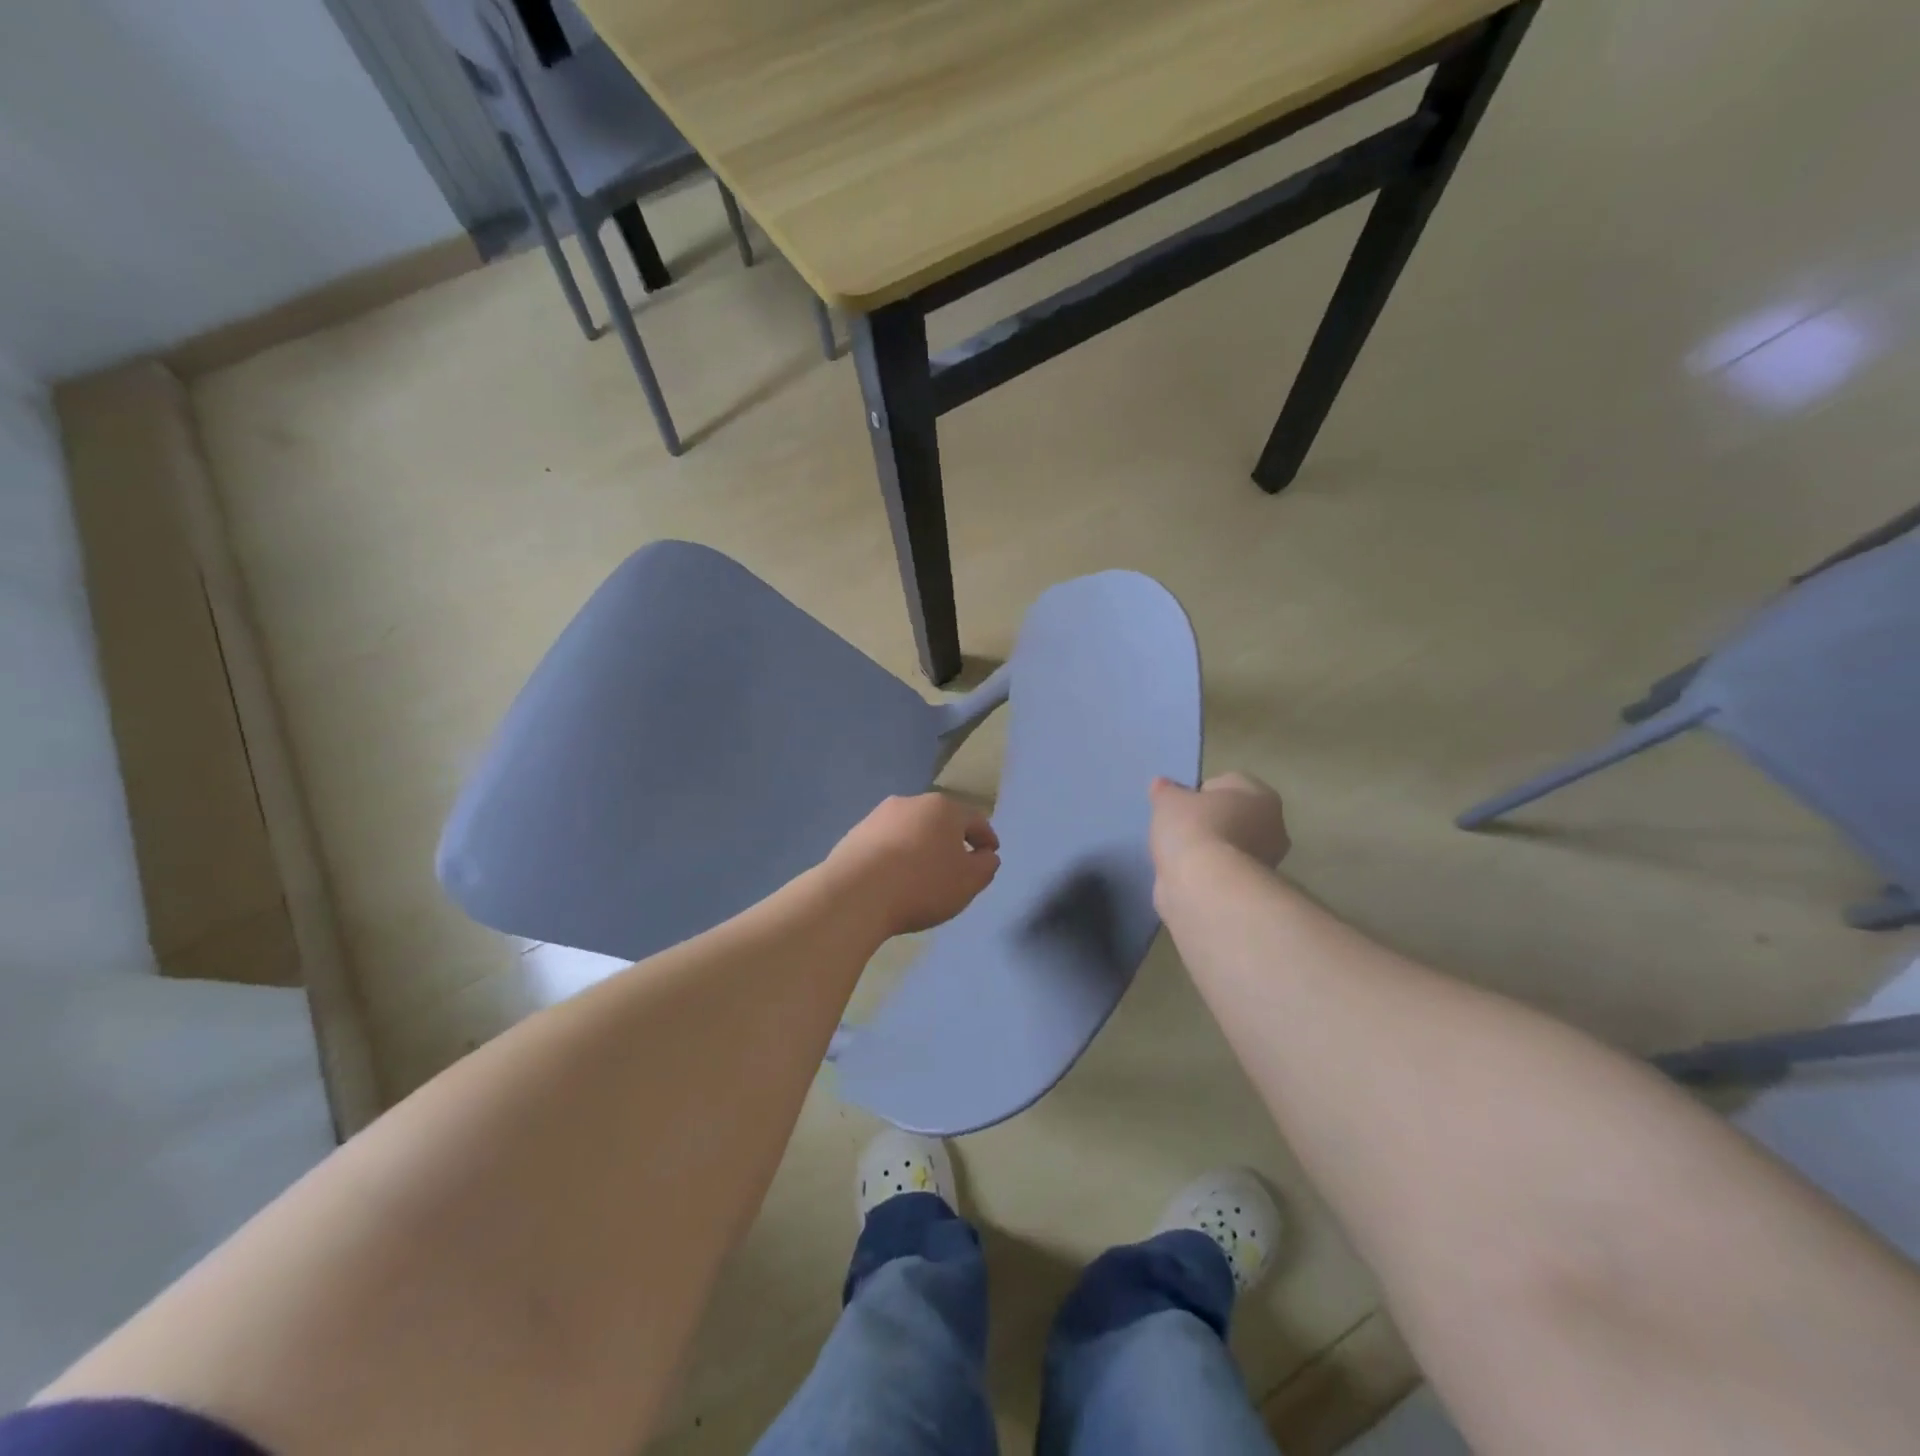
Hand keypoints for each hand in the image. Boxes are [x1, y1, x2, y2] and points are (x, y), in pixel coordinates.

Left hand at [827, 793, 1000, 937]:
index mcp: (944, 808)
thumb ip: (986, 866)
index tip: (990, 855)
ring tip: (923, 874)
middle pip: (941, 821)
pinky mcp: (855, 834)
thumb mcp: (969, 881)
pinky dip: (896, 856)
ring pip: (911, 830)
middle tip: (957, 865)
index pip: (975, 820)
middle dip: (951, 840)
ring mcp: (879, 816)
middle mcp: (911, 802)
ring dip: (921, 847)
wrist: (855, 894)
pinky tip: (895, 878)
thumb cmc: (922, 884)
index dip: (987, 838)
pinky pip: (886, 844)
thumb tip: (986, 855)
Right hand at [1149, 773, 1289, 874]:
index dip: (1198, 794)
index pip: (1225, 784)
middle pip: (1232, 816)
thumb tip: (1163, 785)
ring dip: (1208, 849)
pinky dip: (1208, 872)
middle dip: (1208, 822)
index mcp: (1260, 794)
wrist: (1205, 887)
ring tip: (1178, 856)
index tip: (1178, 807)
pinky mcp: (1253, 889)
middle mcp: (1273, 826)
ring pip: (1229, 845)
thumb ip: (1166, 790)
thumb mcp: (1168, 800)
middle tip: (1178, 830)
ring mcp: (1266, 861)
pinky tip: (1187, 875)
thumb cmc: (1192, 829)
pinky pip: (1224, 871)